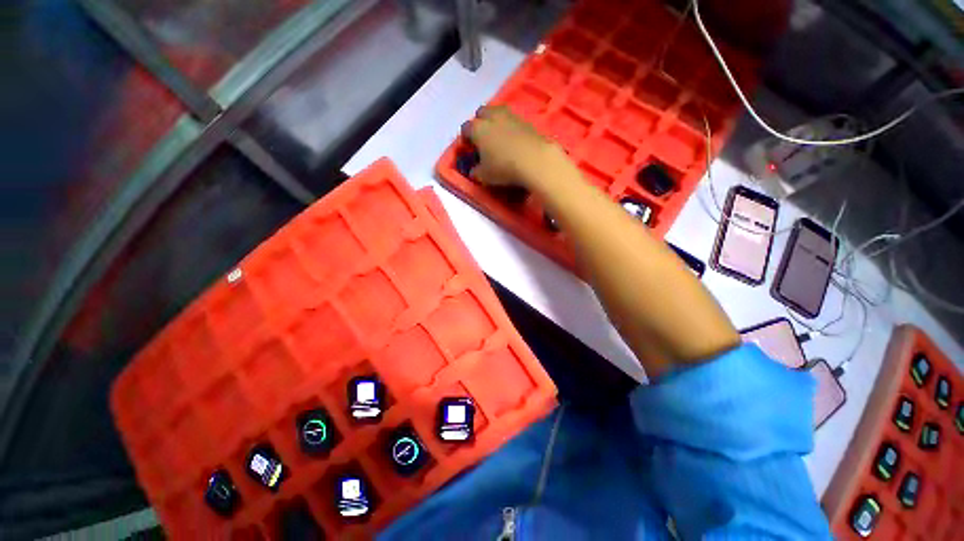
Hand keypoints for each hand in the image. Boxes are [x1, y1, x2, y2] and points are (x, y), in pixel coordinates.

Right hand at [462, 106, 573, 188]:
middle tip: (483, 139)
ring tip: (499, 138)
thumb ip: (475, 172)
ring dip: (496, 122)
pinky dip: (511, 128)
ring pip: (498, 113)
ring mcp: (511, 116)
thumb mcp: (484, 176)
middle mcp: (492, 117)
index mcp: (477, 128)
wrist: (535, 161)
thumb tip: (474, 170)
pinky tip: (514, 141)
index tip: (469, 149)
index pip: (465, 129)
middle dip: (480, 123)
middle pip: (481, 113)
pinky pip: (513, 121)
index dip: (465, 139)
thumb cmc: (504, 168)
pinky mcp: (526, 121)